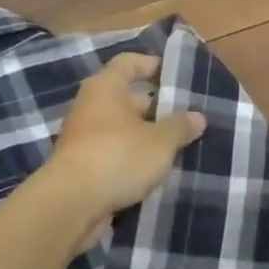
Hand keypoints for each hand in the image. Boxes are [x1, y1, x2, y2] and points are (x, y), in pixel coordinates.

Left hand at [49, 54, 206, 227]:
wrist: (71, 205)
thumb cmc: (118, 156)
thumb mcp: (161, 141)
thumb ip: (180, 127)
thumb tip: (197, 117)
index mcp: (106, 87)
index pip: (128, 63)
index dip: (151, 64)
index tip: (175, 74)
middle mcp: (90, 107)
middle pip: (125, 98)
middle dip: (155, 107)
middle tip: (184, 118)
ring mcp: (82, 138)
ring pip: (120, 129)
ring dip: (144, 136)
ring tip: (175, 146)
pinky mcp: (81, 167)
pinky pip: (112, 154)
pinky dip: (130, 159)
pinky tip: (153, 171)